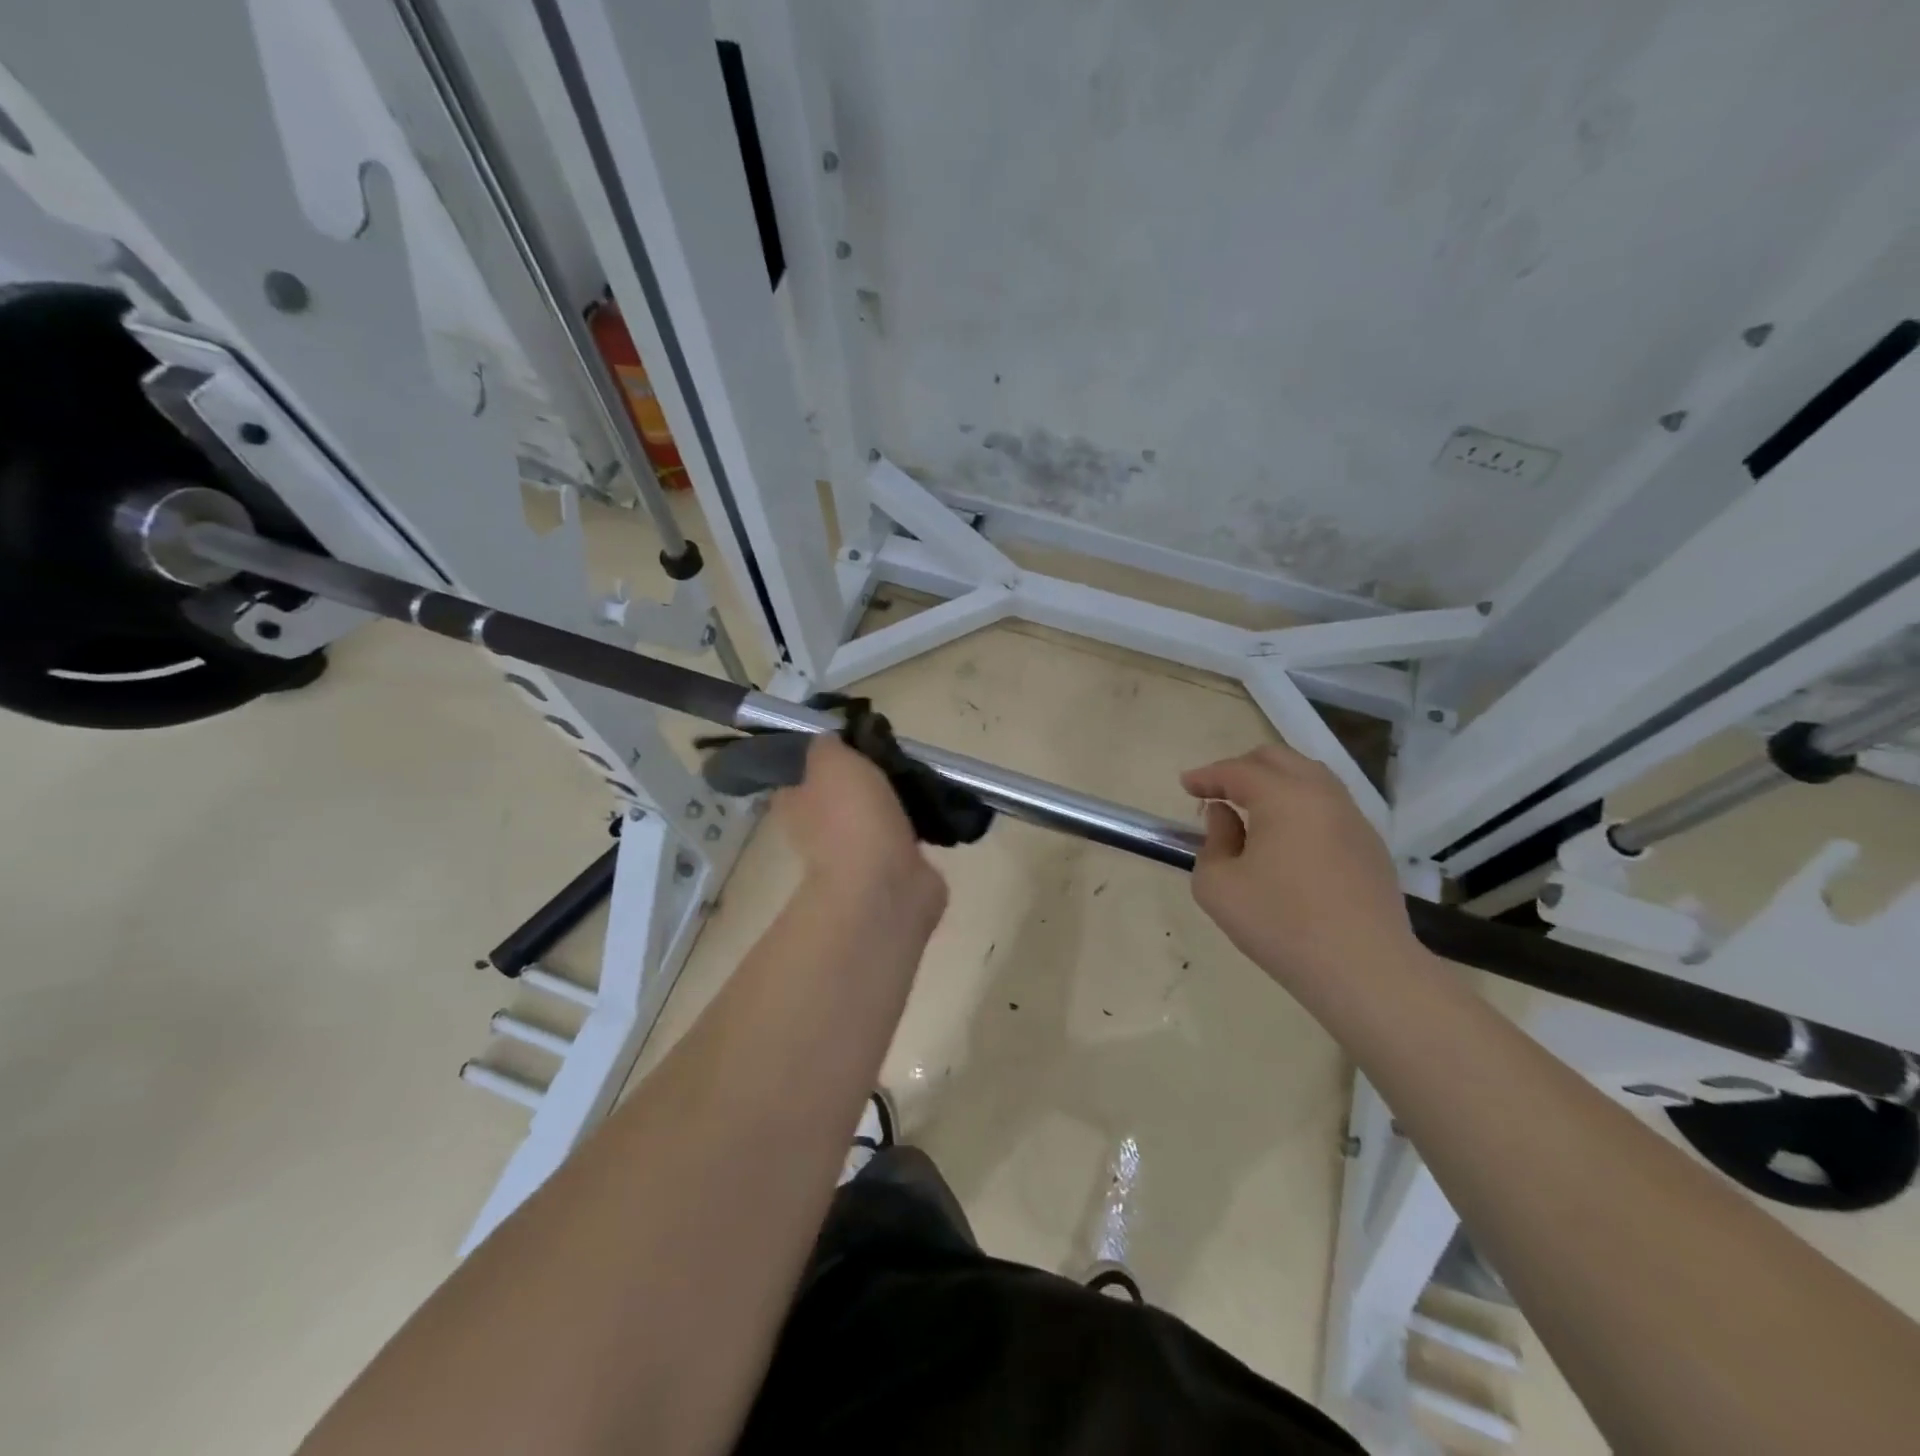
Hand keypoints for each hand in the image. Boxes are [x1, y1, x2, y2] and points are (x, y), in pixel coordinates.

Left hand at [773, 735, 946, 925]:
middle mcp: (818, 830)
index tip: (852, 738)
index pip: (801, 772)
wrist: (884, 885)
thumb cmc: (850, 816)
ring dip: (896, 801)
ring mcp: (856, 854)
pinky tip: (938, 807)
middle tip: (893, 753)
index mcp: (794, 803)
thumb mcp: (832, 759)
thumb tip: (830, 740)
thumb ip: (828, 744)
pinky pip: (904, 837)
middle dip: (866, 776)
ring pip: (875, 815)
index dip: (823, 754)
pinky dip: (919, 825)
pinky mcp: (892, 869)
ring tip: (922, 776)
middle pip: (841, 793)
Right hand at [1181, 743, 1416, 990]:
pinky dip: (1300, 806)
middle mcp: (1323, 795)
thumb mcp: (1217, 887)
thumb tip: (1226, 817)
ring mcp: (1353, 819)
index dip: (1206, 776)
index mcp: (1284, 797)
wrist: (1364, 970)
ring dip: (1275, 783)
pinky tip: (1287, 838)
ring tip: (1251, 809)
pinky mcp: (1370, 846)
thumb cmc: (1280, 925)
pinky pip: (1328, 806)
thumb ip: (1212, 842)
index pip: (1237, 771)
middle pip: (1279, 759)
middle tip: (1217, 790)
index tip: (1185, 785)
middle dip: (1242, 768)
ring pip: (1309, 778)